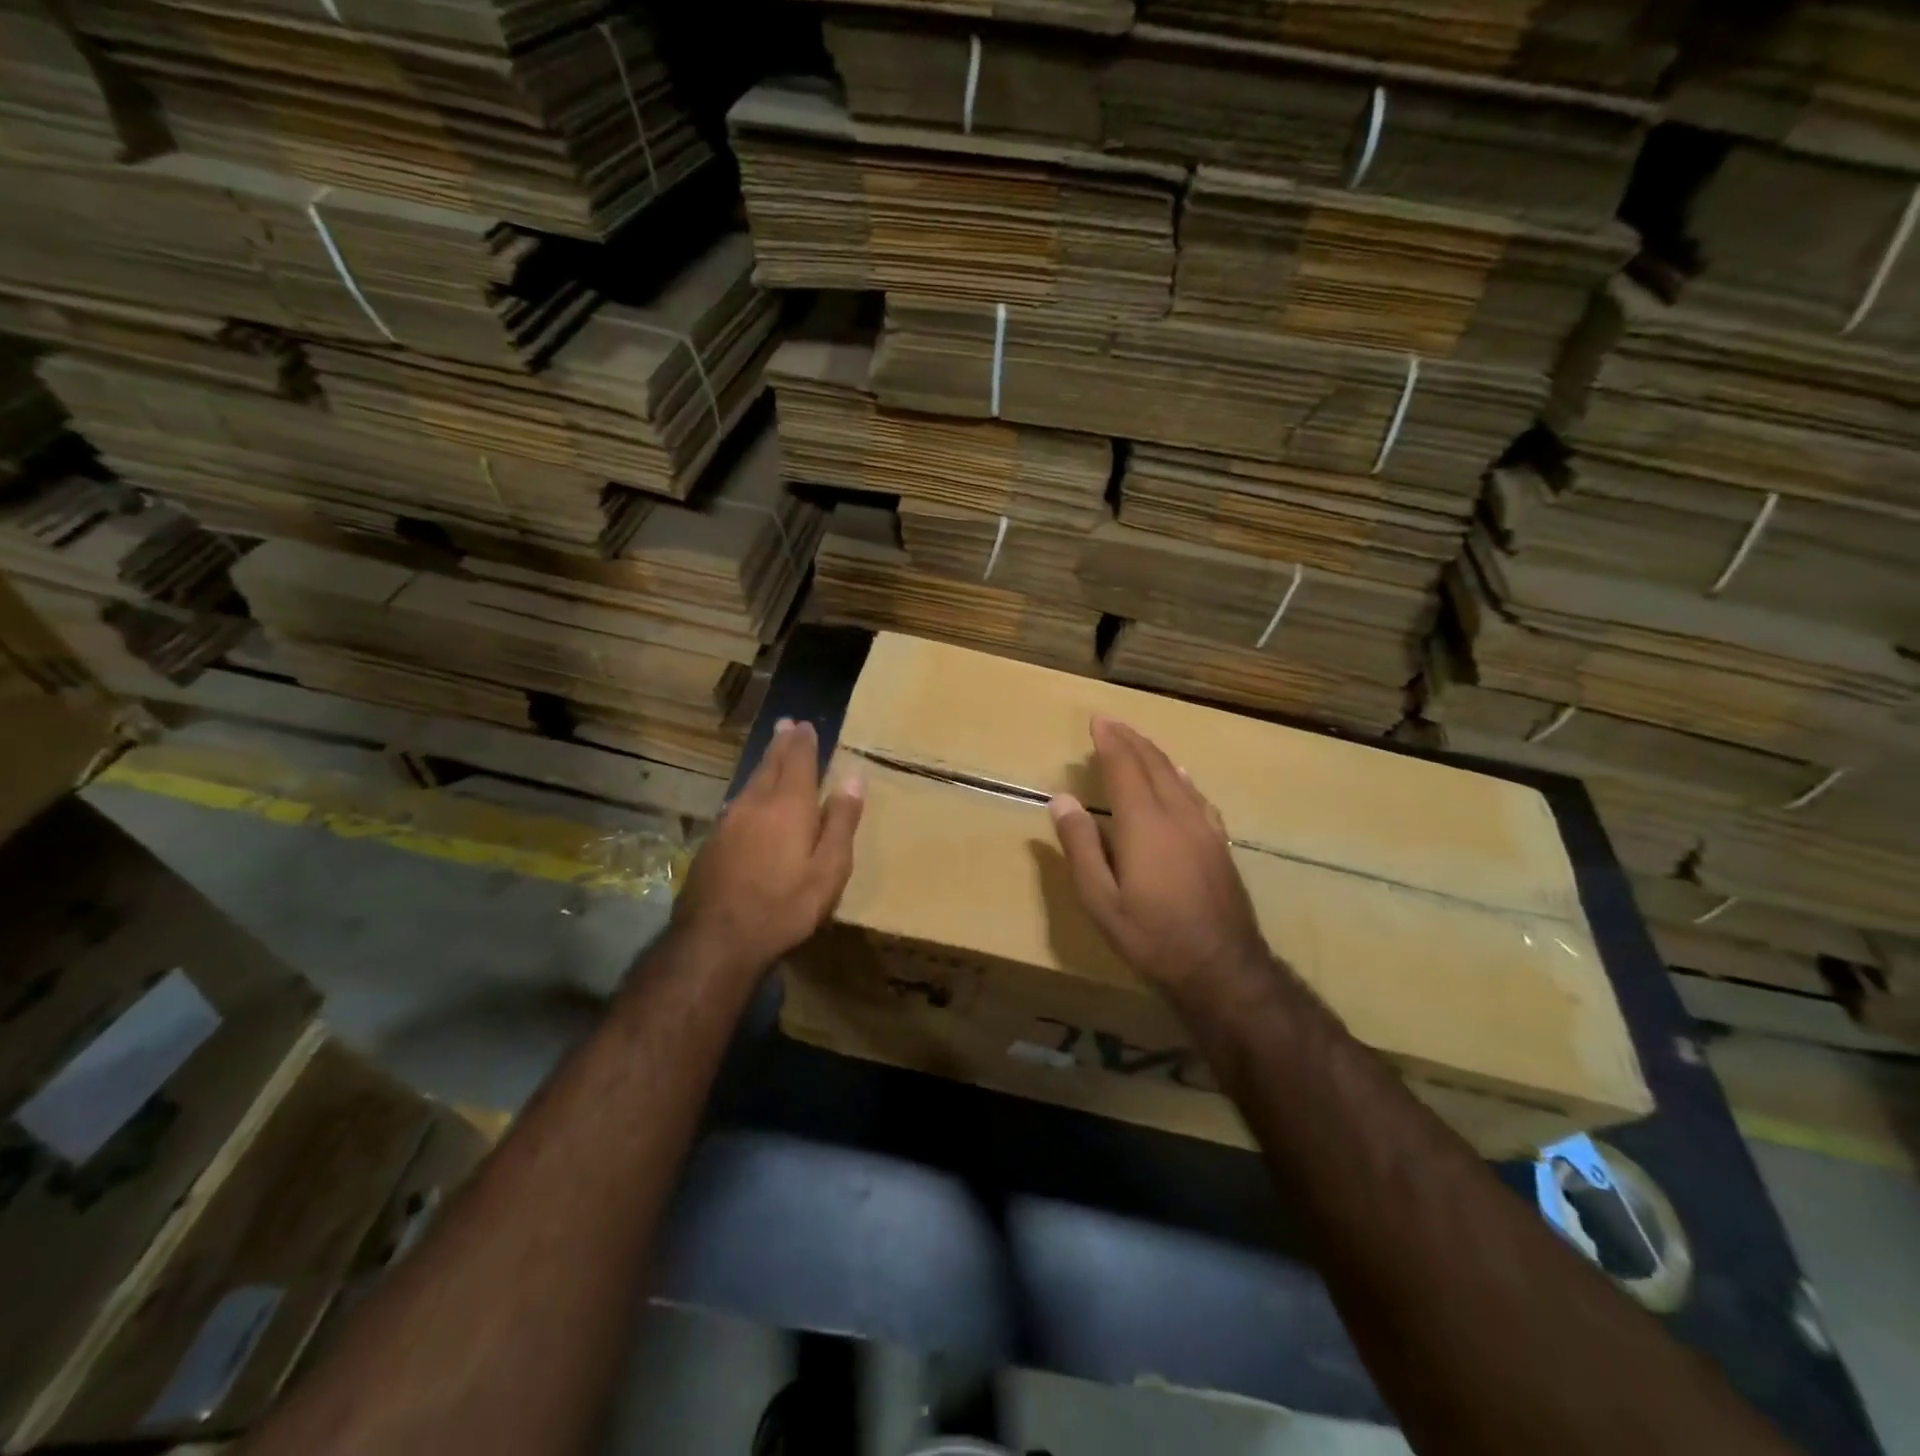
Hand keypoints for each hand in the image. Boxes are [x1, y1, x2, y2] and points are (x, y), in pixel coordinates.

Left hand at [673, 718, 864, 975]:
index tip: (806, 725)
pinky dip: (750, 790)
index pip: (797, 761)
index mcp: (788, 805)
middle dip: (781, 743)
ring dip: (764, 763)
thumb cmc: (784, 905)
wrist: (716, 939)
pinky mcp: (713, 842)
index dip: (804, 742)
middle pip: (770, 764)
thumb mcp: (829, 869)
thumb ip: (840, 821)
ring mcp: (729, 822)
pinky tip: (750, 799)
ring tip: (772, 752)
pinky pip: (737, 803)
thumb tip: (853, 777)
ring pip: (750, 782)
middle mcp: (755, 803)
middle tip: (786, 725)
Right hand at [1049, 715, 1277, 1005]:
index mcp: (1144, 823)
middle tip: (1111, 722)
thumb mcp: (1100, 899)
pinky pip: (1196, 794)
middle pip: (1152, 764)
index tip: (1097, 720)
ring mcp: (1203, 826)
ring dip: (1154, 753)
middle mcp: (1176, 813)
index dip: (1109, 741)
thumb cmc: (1151, 935)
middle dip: (1131, 739)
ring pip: (1177, 775)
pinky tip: (1180, 775)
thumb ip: (1081, 846)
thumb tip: (1062, 799)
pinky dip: (1180, 775)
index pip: (1124, 767)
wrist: (1222, 966)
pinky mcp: (1219, 841)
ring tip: (1137, 741)